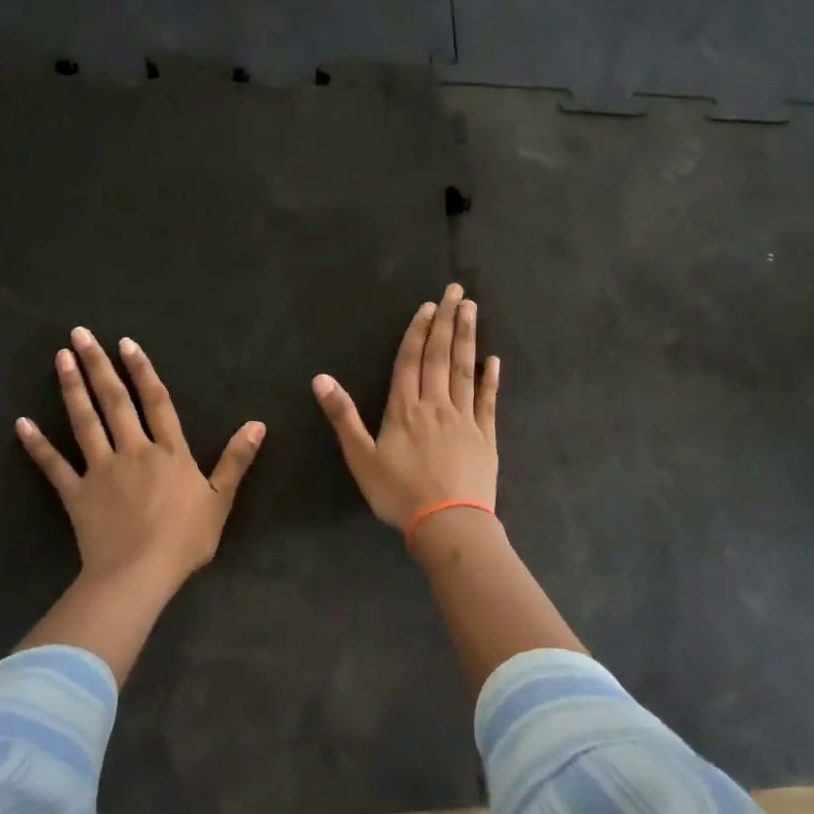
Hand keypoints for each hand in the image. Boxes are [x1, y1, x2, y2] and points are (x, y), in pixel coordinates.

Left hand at [17, 327, 264, 596]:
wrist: (140, 573)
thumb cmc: (185, 539)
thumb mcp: (221, 499)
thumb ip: (236, 459)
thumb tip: (258, 423)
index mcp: (169, 451)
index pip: (156, 401)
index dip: (142, 371)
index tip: (125, 344)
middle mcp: (133, 450)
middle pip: (114, 401)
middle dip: (97, 365)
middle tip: (79, 334)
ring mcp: (101, 469)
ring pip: (85, 421)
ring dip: (71, 388)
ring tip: (59, 358)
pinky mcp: (76, 493)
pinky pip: (54, 465)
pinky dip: (37, 444)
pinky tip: (21, 423)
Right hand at [313, 284, 498, 530]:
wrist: (448, 523)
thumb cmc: (398, 493)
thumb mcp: (360, 457)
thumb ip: (343, 416)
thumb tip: (320, 378)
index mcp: (405, 409)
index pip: (410, 361)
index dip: (418, 332)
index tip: (428, 306)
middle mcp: (435, 405)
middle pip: (441, 357)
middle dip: (447, 321)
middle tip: (457, 291)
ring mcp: (464, 419)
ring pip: (465, 371)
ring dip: (468, 338)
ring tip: (472, 310)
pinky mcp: (485, 437)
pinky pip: (488, 402)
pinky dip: (490, 380)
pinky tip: (493, 360)